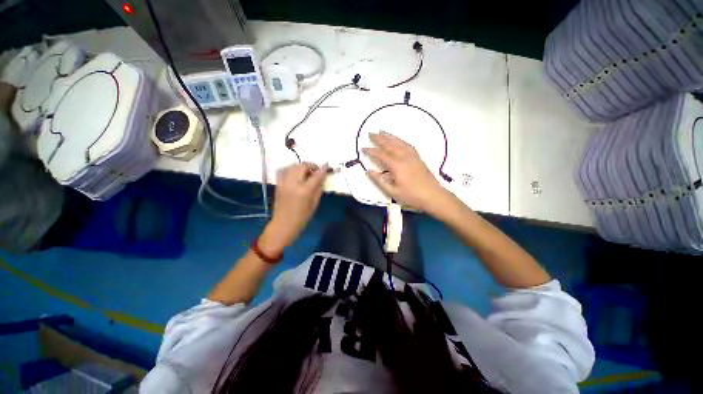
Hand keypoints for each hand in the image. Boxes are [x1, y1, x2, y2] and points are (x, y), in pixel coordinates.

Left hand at [259, 163, 327, 255]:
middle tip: (316, 171)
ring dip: (301, 166)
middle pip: (302, 166)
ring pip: (293, 166)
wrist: (283, 224)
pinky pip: (283, 170)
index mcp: (304, 191)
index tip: (327, 165)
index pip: (316, 175)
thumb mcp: (314, 204)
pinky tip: (296, 174)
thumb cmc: (302, 217)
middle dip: (311, 166)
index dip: (323, 169)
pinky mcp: (278, 184)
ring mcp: (283, 183)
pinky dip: (291, 169)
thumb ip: (319, 189)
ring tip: (306, 172)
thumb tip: (322, 177)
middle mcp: (293, 184)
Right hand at [363, 131, 446, 211]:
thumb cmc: (411, 196)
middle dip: (379, 139)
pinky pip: (408, 145)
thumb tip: (369, 171)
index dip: (371, 151)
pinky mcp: (418, 157)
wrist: (433, 195)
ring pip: (399, 142)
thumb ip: (380, 180)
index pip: (381, 155)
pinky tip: (398, 140)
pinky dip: (400, 140)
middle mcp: (404, 157)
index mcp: (397, 165)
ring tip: (382, 131)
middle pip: (389, 145)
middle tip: (370, 133)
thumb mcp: (393, 191)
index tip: (363, 148)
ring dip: (389, 136)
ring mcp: (412, 156)